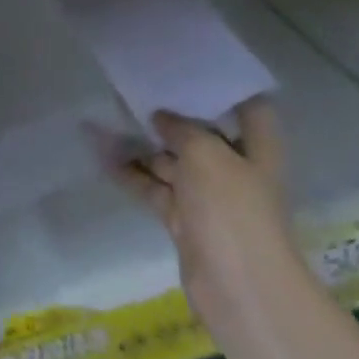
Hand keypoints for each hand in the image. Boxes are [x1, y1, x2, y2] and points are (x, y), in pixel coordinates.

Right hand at [105, 99, 300, 325]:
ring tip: (106, 118)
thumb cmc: (232, 209)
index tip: (191, 70)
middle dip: (170, 115)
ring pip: (172, 161)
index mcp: (256, 149)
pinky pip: (155, 188)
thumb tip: (162, 117)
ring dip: (142, 144)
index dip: (226, 88)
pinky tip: (103, 156)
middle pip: (202, 134)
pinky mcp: (184, 221)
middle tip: (134, 88)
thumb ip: (182, 128)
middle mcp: (235, 169)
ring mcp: (208, 198)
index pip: (249, 109)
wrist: (238, 289)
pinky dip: (131, 174)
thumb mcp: (206, 154)